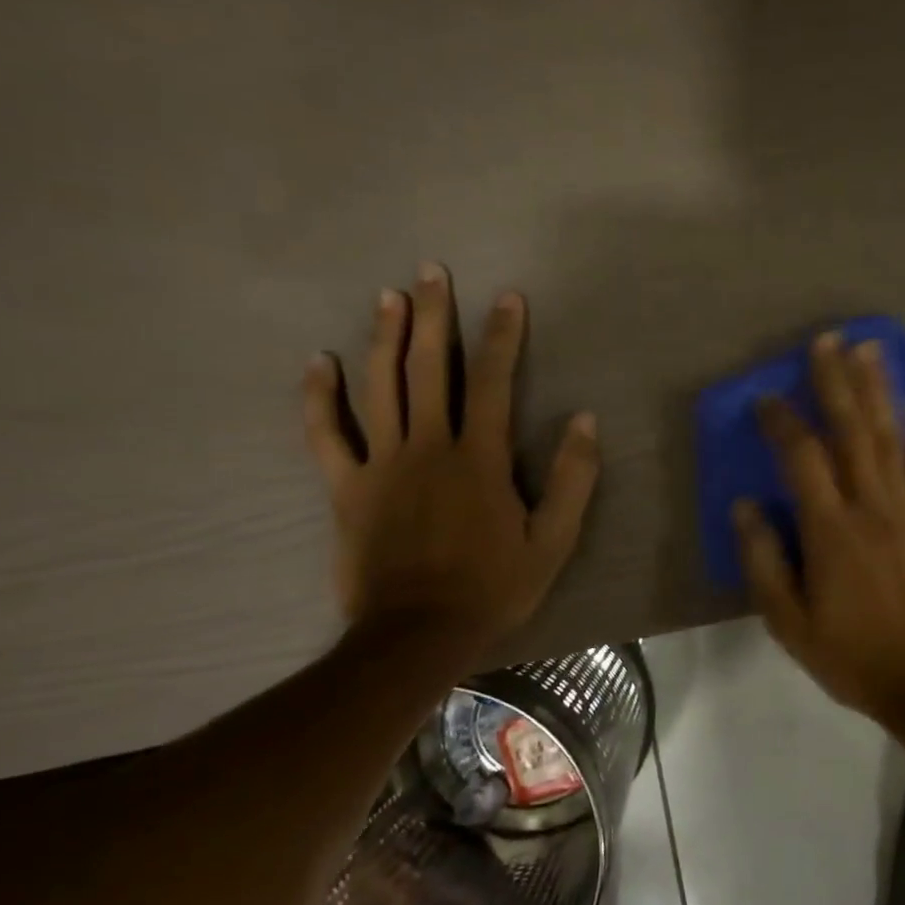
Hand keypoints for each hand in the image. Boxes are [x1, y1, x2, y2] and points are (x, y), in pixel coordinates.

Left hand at [303, 263, 599, 658]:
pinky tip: (318, 362)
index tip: (508, 298)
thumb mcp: (553, 540)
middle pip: (428, 369)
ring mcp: (381, 465)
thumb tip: (585, 419)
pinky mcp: (346, 488)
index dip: (502, 336)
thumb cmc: (494, 586)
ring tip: (388, 296)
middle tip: (432, 271)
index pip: (492, 382)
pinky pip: (326, 434)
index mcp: (479, 459)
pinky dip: (319, 397)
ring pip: (378, 387)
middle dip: (433, 316)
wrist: (418, 634)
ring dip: (384, 337)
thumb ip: (573, 478)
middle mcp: (428, 448)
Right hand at [734, 332, 904, 719]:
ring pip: (891, 439)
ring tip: (871, 350)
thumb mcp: (788, 622)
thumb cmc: (849, 654)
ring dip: (879, 392)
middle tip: (828, 340)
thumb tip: (745, 506)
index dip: (782, 422)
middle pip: (852, 431)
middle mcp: (871, 507)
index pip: (803, 458)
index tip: (765, 398)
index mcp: (831, 530)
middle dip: (837, 382)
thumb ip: (764, 561)